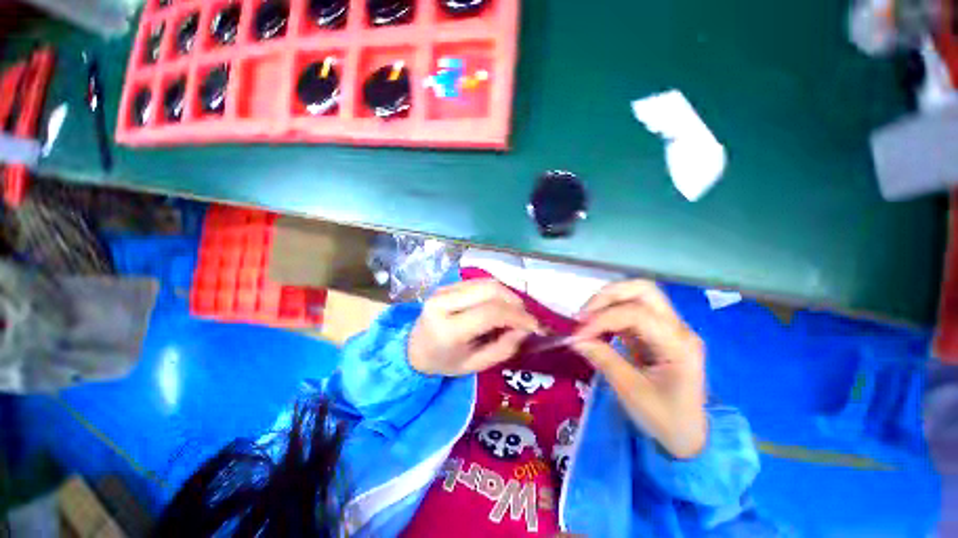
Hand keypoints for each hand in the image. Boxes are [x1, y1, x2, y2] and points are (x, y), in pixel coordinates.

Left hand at [408, 280, 540, 376]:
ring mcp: (444, 289)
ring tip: (515, 312)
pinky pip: (480, 282)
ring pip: (487, 282)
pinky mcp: (448, 284)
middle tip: (525, 318)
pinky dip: (496, 292)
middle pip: (490, 290)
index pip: (490, 313)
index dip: (517, 316)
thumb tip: (525, 329)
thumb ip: (503, 348)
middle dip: (515, 302)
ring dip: (507, 295)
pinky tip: (500, 305)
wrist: (414, 348)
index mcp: (447, 329)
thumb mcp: (475, 365)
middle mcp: (444, 302)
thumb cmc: (444, 361)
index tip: (535, 326)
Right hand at [572, 280, 706, 458]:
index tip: (578, 334)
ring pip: (637, 294)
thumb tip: (575, 338)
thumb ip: (603, 359)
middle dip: (608, 296)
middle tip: (583, 314)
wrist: (690, 435)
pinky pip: (630, 310)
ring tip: (586, 319)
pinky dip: (609, 312)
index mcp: (679, 344)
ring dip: (607, 301)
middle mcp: (677, 328)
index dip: (603, 319)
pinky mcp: (656, 331)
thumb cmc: (665, 419)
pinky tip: (596, 326)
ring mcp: (668, 327)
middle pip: (643, 290)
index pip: (637, 314)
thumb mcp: (632, 392)